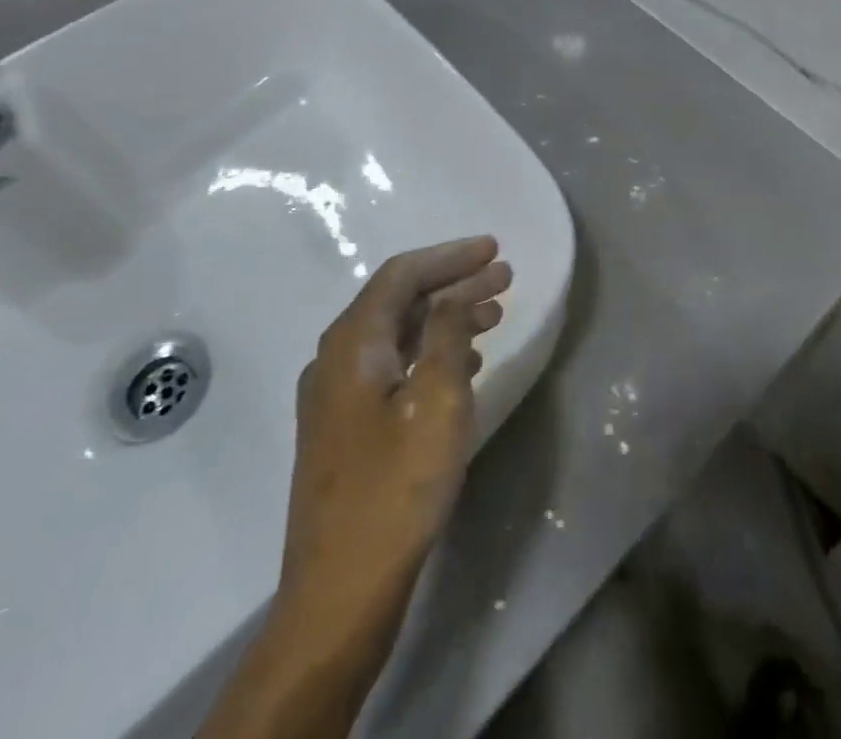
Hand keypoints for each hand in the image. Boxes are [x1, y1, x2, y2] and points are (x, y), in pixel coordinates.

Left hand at [281, 236, 510, 635]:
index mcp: (352, 343)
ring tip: (495, 313)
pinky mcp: (346, 428)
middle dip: (454, 284)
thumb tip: (451, 295)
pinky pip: (393, 367)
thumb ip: (445, 333)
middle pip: (400, 301)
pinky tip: (465, 361)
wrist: (340, 592)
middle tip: (504, 277)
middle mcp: (336, 358)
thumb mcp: (436, 399)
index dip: (450, 256)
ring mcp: (336, 396)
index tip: (493, 249)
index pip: (402, 274)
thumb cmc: (396, 487)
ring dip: (446, 318)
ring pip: (399, 335)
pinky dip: (431, 353)